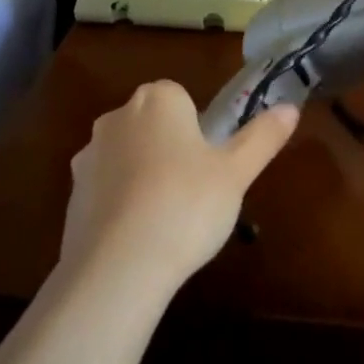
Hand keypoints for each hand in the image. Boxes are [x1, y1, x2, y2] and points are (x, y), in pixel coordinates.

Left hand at [60, 79, 298, 302]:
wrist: (118, 266)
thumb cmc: (187, 204)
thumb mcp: (237, 172)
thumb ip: (262, 137)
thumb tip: (290, 108)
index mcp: (158, 100)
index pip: (180, 97)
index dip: (198, 128)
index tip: (211, 161)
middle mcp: (118, 117)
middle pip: (153, 124)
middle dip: (171, 147)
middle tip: (197, 188)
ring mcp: (89, 156)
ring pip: (128, 155)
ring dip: (145, 174)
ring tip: (169, 217)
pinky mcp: (73, 194)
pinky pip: (107, 188)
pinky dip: (122, 202)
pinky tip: (141, 235)